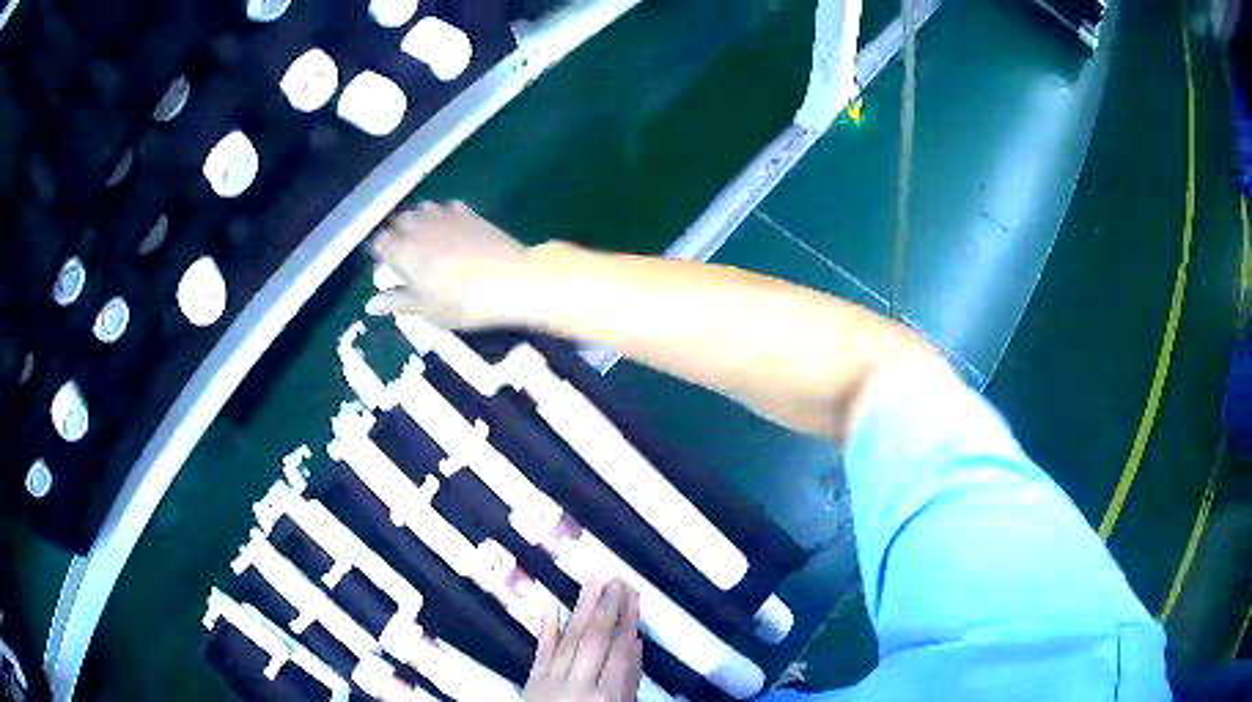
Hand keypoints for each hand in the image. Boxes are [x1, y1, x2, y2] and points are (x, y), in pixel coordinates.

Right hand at [367, 200, 526, 328]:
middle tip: (407, 256)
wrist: (512, 280)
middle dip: (398, 235)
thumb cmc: (463, 302)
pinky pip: (447, 207)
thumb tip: (371, 304)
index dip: (382, 254)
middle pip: (398, 222)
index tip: (388, 267)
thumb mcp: (428, 309)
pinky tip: (451, 229)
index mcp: (402, 251)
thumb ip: (398, 302)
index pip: (379, 243)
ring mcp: (444, 216)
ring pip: (421, 210)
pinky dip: (443, 216)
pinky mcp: (468, 213)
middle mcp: (418, 227)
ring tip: (427, 240)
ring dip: (419, 221)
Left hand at [525, 580, 643, 701]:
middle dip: (607, 608)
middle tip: (616, 581)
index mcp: (605, 695)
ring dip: (582, 608)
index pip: (621, 650)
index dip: (628, 620)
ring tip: (593, 583)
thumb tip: (635, 648)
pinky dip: (547, 626)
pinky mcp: (532, 681)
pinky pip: (541, 649)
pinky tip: (551, 604)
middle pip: (594, 639)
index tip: (633, 597)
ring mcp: (550, 680)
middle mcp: (577, 684)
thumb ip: (629, 683)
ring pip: (569, 638)